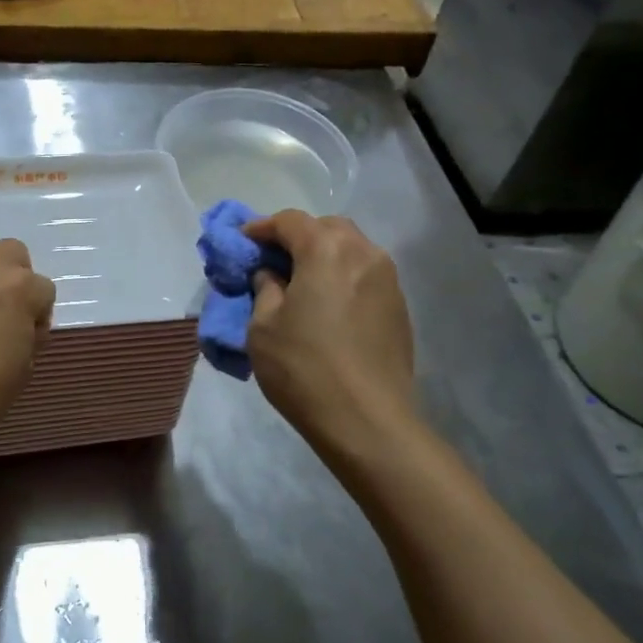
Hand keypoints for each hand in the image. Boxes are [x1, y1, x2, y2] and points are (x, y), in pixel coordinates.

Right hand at [244, 211, 417, 460]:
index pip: (290, 221)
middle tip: (273, 259)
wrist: (367, 421)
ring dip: (324, 256)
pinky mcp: (399, 308)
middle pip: (327, 228)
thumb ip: (265, 289)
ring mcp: (388, 281)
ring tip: (301, 281)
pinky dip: (343, 277)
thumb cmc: (304, 368)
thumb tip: (272, 275)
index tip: (243, 241)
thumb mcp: (263, 327)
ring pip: (352, 250)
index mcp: (326, 251)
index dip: (262, 227)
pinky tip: (327, 304)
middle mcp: (364, 254)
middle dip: (298, 236)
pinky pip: (366, 276)